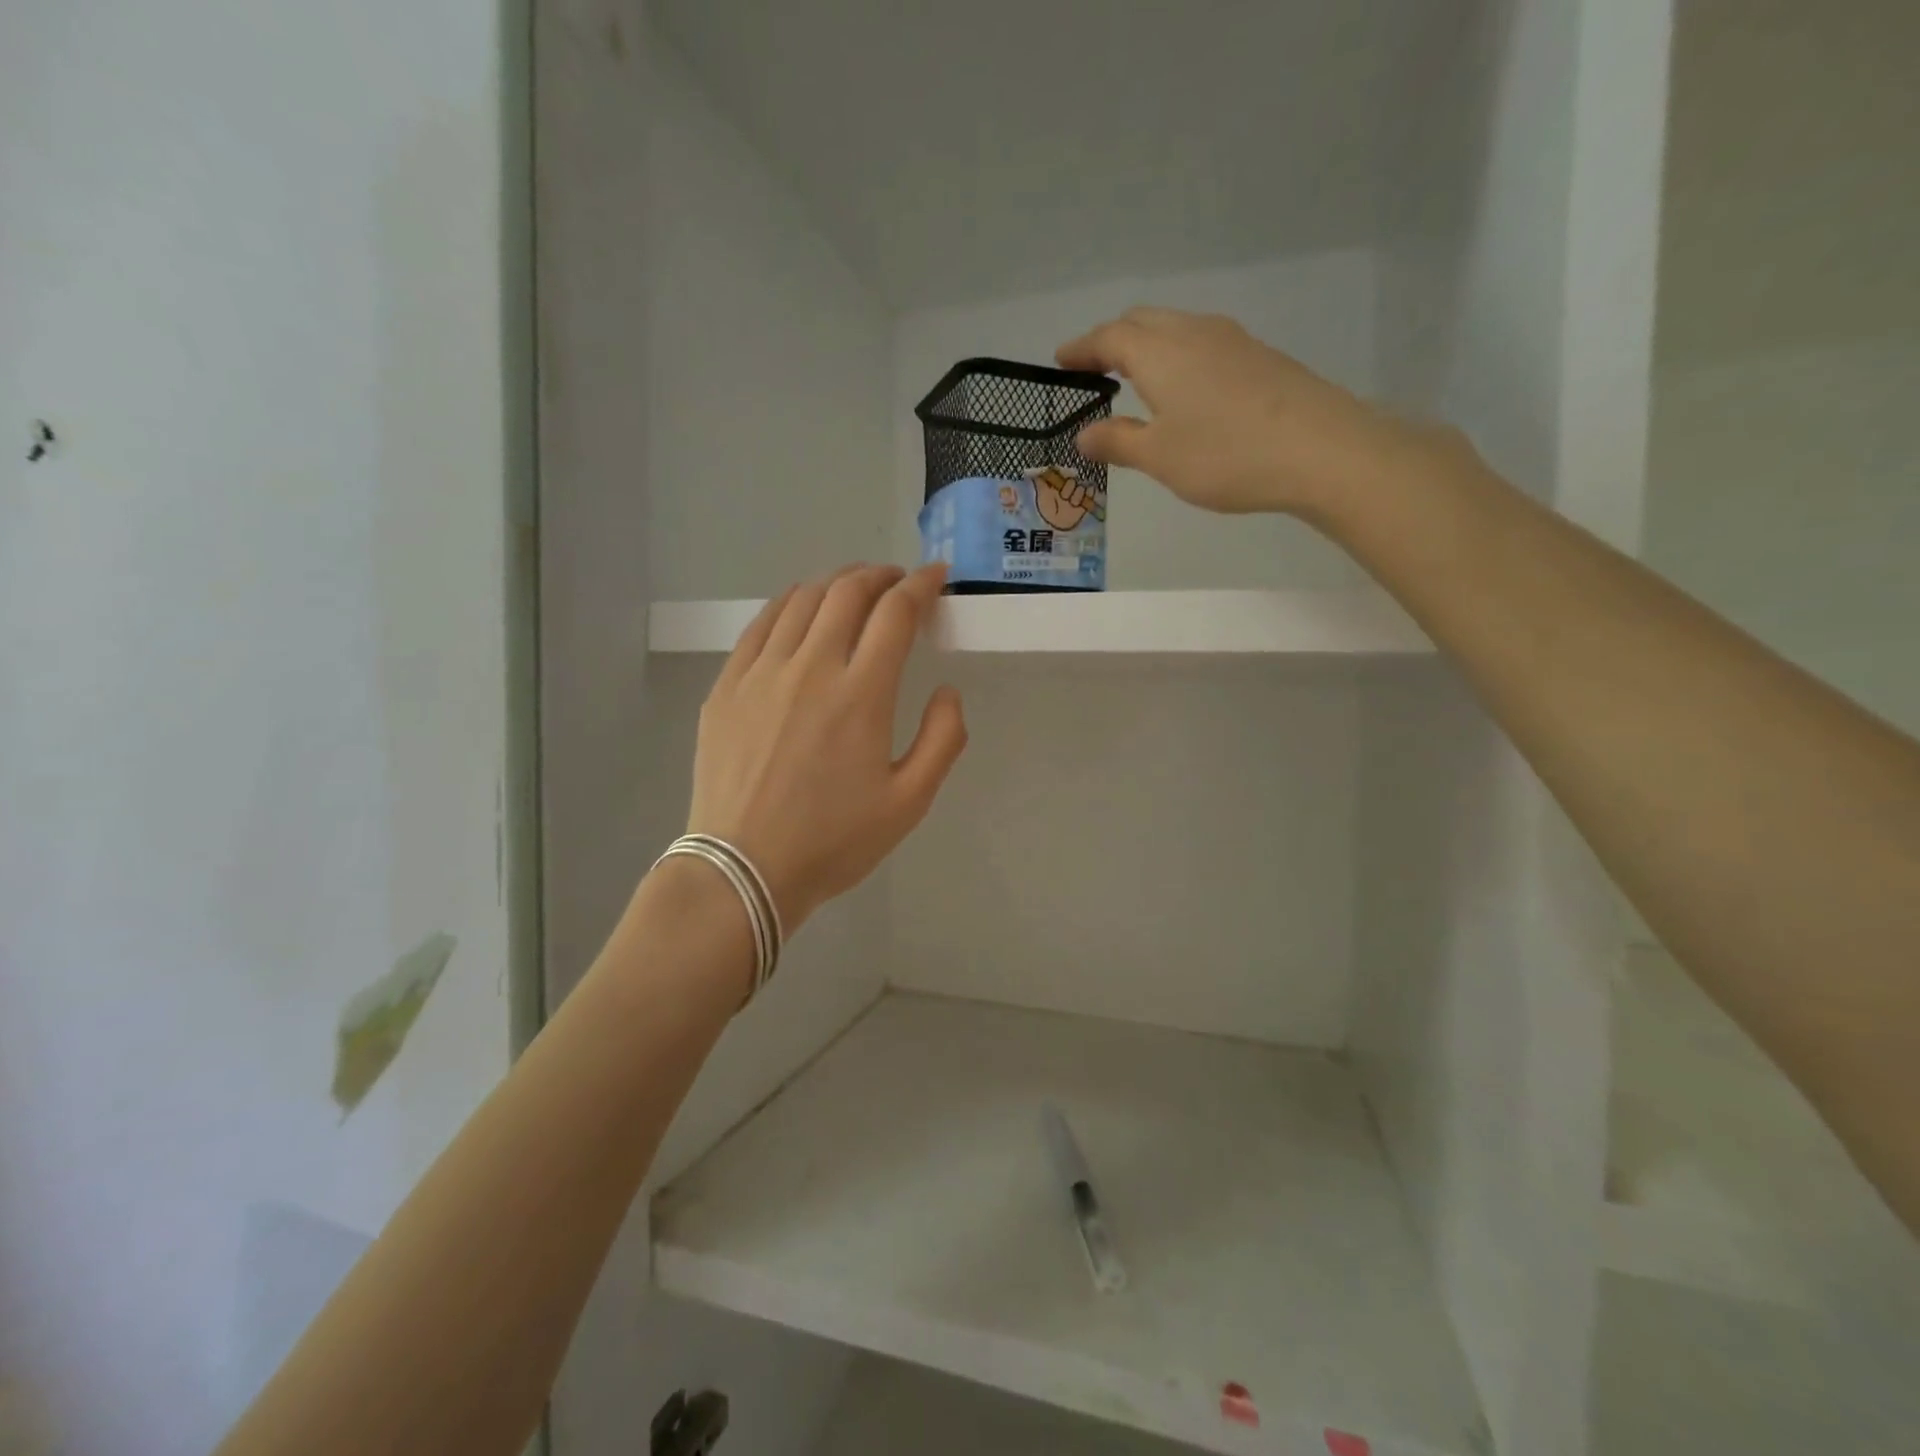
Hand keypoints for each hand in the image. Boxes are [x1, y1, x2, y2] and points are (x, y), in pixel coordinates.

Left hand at [686, 563, 966, 930]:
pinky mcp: (727, 685)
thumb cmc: (833, 842)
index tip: (936, 578)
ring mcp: (761, 673)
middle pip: (847, 593)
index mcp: (861, 695)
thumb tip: (947, 691)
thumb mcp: (909, 803)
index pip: (896, 614)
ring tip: (854, 590)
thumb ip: (943, 740)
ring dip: (836, 584)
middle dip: (879, 576)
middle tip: (896, 582)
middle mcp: (811, 668)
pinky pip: (761, 624)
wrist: (743, 869)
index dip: (920, 586)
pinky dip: (790, 604)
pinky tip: (800, 610)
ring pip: (802, 600)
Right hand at [1056, 308, 1428, 520]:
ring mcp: (1231, 340)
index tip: (1060, 362)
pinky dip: (1176, 356)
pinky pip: (1201, 344)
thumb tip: (1084, 433)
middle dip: (1112, 340)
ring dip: (1147, 345)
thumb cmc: (1225, 454)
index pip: (1109, 337)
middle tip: (1092, 368)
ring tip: (1132, 377)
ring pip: (1175, 328)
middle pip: (1142, 321)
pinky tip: (1182, 388)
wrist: (1320, 449)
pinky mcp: (1258, 356)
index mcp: (1160, 351)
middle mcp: (1193, 332)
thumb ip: (1118, 441)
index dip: (1081, 349)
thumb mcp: (1159, 457)